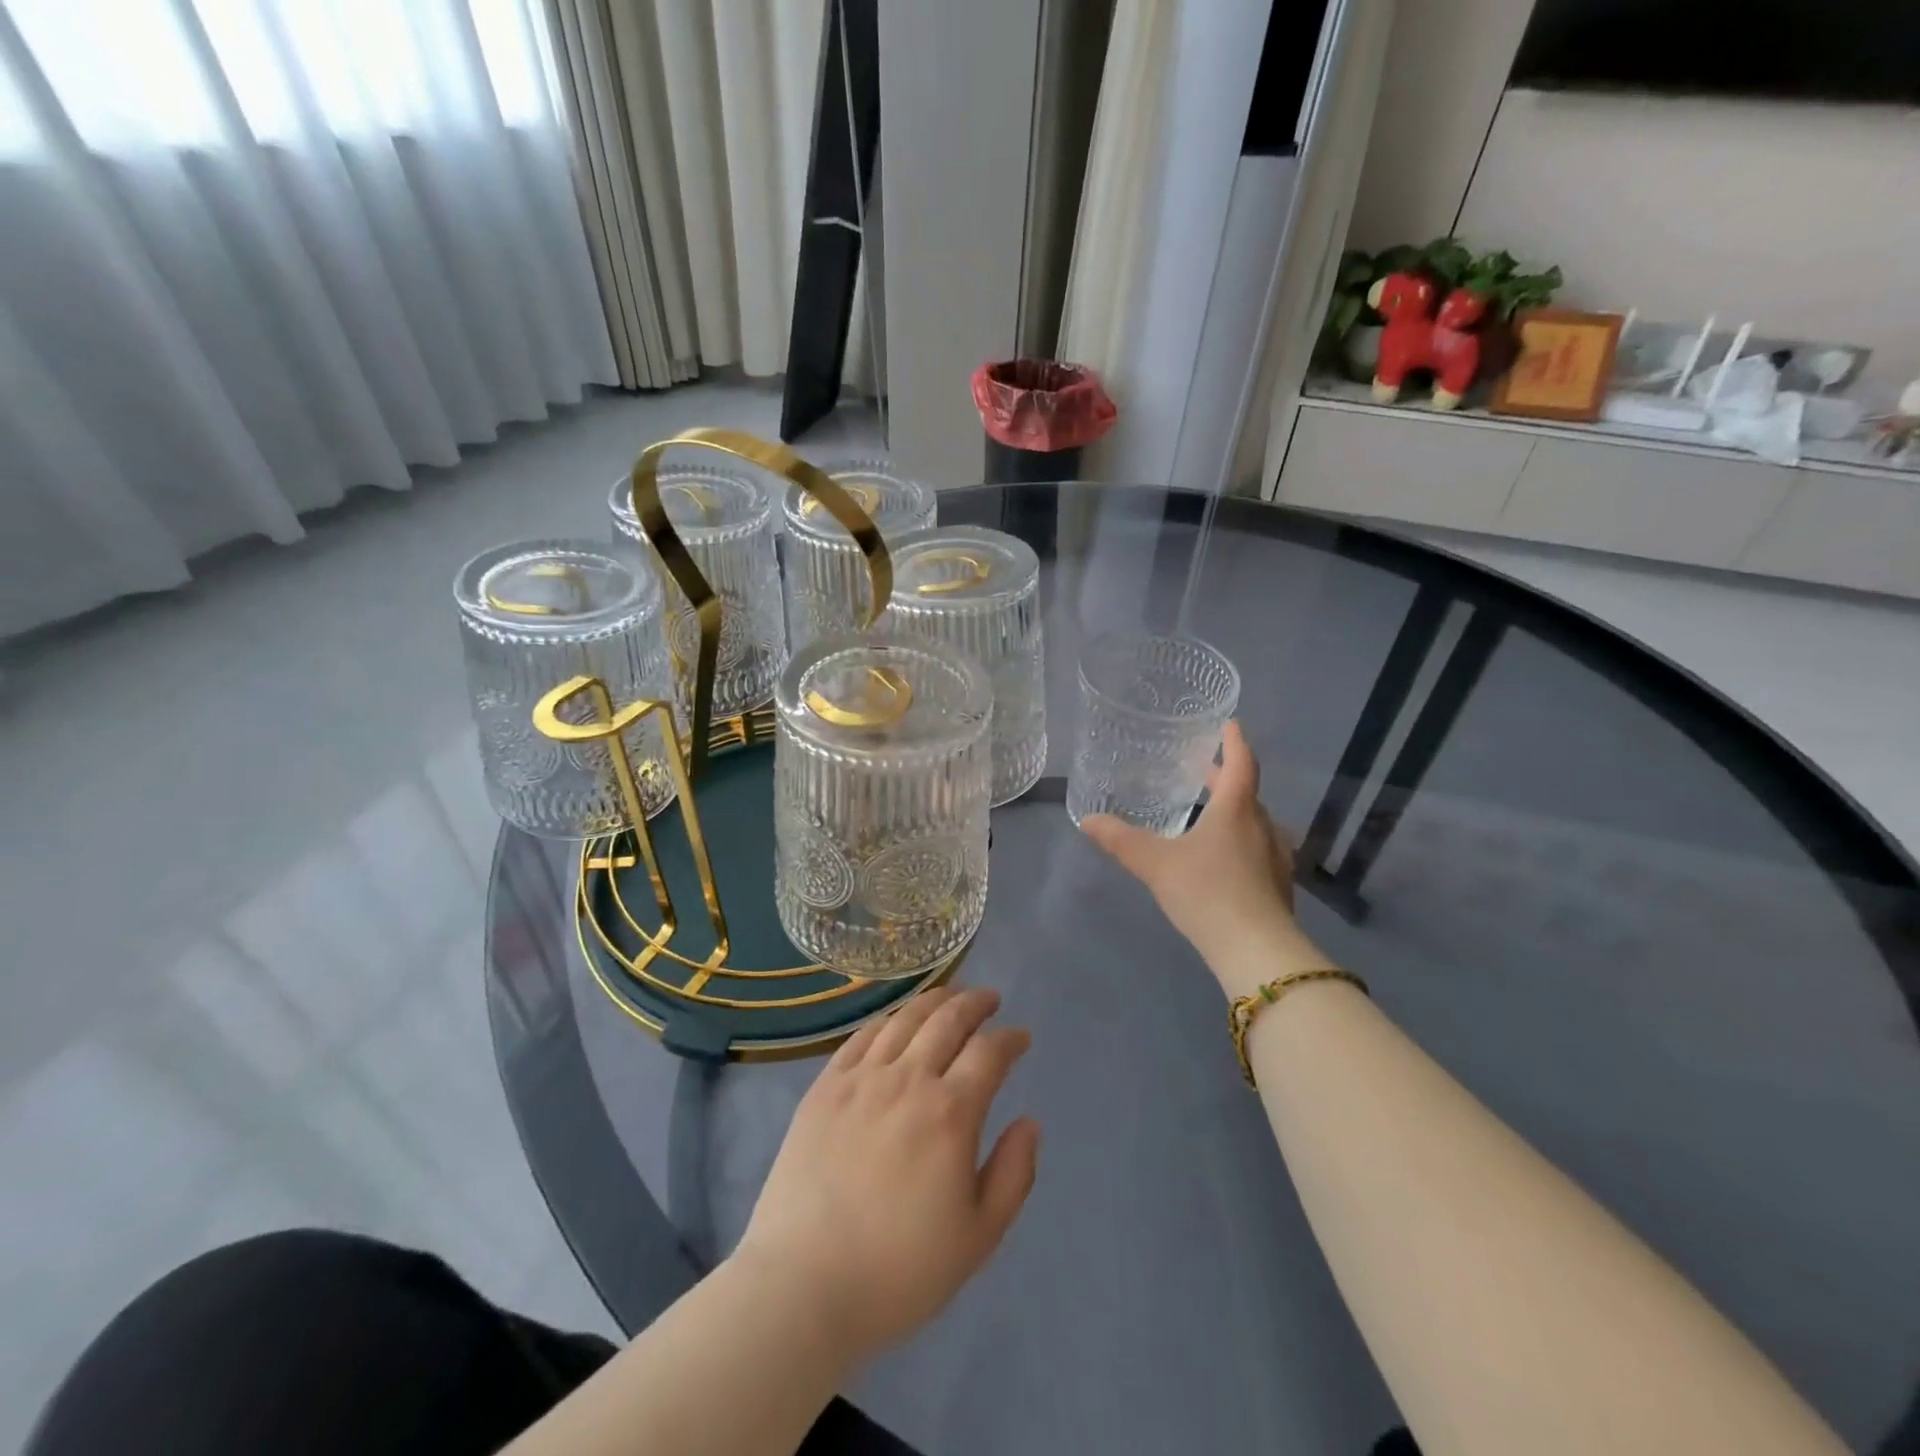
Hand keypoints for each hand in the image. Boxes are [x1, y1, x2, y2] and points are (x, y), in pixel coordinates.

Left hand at [733, 987, 1038, 1365]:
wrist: (803, 1285)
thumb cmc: (899, 1270)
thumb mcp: (978, 1237)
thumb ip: (1013, 1173)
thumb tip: (1029, 1122)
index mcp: (950, 1112)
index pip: (989, 1053)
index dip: (1010, 1039)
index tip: (1020, 1037)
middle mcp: (908, 1079)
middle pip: (948, 1020)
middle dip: (975, 1004)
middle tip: (989, 999)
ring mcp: (861, 1078)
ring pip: (905, 1019)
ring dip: (934, 1000)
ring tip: (950, 995)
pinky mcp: (825, 1086)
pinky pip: (862, 1036)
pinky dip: (888, 1019)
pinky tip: (896, 1021)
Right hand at [1082, 720, 1319, 994]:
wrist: (1257, 952)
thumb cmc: (1207, 892)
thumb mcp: (1155, 863)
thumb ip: (1121, 840)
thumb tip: (1087, 820)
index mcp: (1237, 810)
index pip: (1241, 763)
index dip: (1234, 741)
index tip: (1230, 724)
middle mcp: (1262, 826)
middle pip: (1246, 793)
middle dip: (1225, 780)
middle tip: (1202, 772)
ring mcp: (1275, 858)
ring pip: (1254, 823)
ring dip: (1233, 813)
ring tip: (1208, 815)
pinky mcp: (1278, 887)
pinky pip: (1259, 851)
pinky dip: (1240, 842)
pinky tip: (1223, 860)